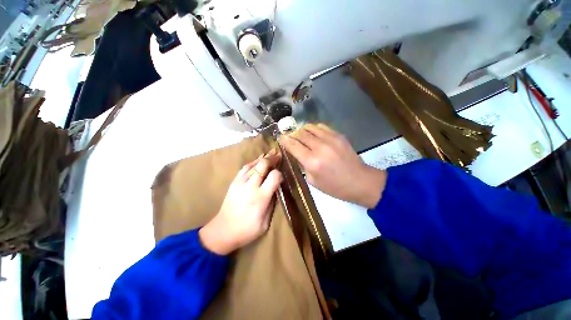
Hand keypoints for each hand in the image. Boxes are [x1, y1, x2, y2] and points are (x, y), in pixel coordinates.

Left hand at [199, 150, 282, 254]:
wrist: (223, 231)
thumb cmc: (247, 230)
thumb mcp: (265, 222)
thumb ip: (272, 203)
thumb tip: (276, 188)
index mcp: (261, 197)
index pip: (274, 176)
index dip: (280, 174)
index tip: (281, 177)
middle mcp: (250, 186)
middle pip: (263, 165)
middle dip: (272, 159)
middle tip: (278, 156)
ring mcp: (240, 182)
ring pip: (253, 164)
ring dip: (263, 158)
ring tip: (271, 153)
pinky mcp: (234, 182)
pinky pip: (245, 168)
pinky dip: (253, 162)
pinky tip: (258, 160)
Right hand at [280, 124, 385, 207]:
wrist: (359, 181)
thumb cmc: (334, 186)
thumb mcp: (313, 181)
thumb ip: (303, 165)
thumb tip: (297, 153)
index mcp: (312, 161)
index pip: (293, 145)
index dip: (284, 140)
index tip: (280, 137)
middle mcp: (320, 147)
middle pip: (300, 134)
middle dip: (292, 134)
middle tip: (289, 136)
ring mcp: (330, 139)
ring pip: (310, 127)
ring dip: (302, 129)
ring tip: (300, 134)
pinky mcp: (339, 135)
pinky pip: (321, 127)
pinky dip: (314, 129)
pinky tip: (313, 134)